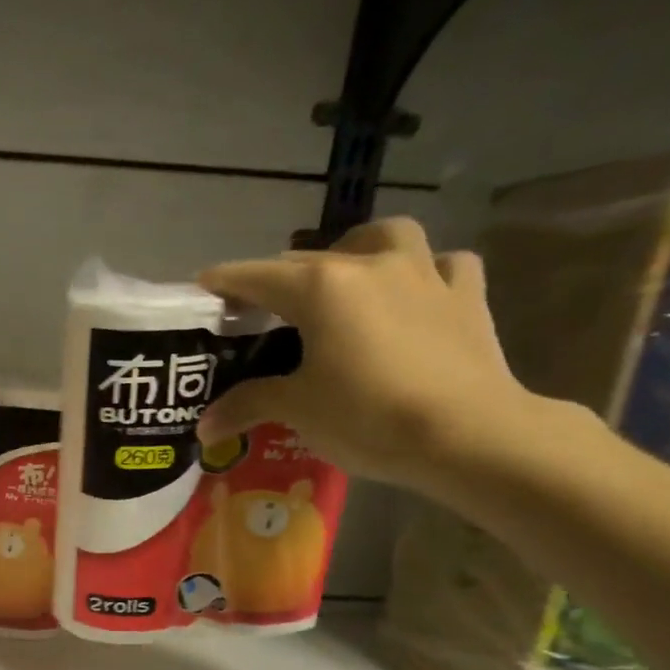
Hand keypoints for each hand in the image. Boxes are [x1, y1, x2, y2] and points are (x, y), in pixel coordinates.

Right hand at [196, 217, 538, 490]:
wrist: (466, 433)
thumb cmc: (367, 415)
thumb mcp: (296, 410)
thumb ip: (247, 405)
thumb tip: (203, 427)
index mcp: (321, 288)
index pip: (257, 276)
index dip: (225, 281)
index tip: (203, 286)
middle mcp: (370, 265)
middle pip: (310, 259)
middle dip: (279, 278)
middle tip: (263, 308)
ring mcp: (425, 274)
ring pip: (386, 237)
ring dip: (359, 249)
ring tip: (345, 278)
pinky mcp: (466, 296)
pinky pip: (443, 265)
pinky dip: (424, 273)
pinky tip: (414, 295)